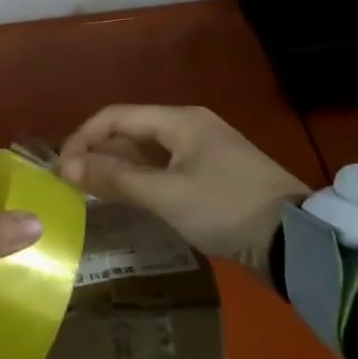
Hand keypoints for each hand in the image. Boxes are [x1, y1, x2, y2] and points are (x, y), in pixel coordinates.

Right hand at [58, 105, 307, 272]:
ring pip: (146, 152)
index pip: (115, 116)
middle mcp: (189, 127)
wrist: (294, 242)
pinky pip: (163, 169)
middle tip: (73, 185)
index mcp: (179, 120)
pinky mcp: (211, 176)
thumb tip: (69, 169)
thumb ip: (115, 179)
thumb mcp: (165, 195)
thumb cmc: (225, 208)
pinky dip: (140, 180)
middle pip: (130, 132)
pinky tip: (126, 200)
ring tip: (92, 193)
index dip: (83, 138)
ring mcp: (203, 152)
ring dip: (118, 169)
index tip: (63, 169)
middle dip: (98, 154)